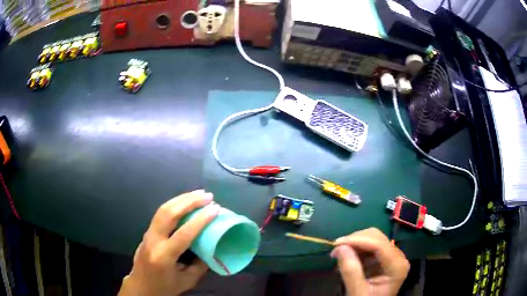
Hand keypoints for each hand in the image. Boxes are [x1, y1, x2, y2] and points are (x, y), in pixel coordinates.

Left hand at [118, 190, 219, 295]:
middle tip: (207, 196)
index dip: (200, 220)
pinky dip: (175, 204)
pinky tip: (185, 202)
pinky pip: (161, 213)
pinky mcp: (148, 231)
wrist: (141, 286)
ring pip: (163, 209)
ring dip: (181, 199)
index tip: (215, 209)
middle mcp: (153, 241)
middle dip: (189, 201)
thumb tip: (212, 247)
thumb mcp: (187, 281)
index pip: (183, 234)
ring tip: (199, 194)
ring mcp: (148, 234)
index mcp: (164, 257)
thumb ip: (200, 265)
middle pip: (168, 214)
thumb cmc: (164, 287)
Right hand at [332, 228, 409, 295]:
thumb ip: (351, 272)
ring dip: (355, 243)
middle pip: (377, 237)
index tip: (336, 243)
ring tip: (339, 254)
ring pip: (374, 238)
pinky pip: (371, 246)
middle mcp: (398, 257)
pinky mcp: (385, 259)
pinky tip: (347, 257)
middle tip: (335, 250)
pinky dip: (357, 249)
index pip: (379, 245)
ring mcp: (393, 257)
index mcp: (397, 266)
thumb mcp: (358, 292)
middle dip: (355, 240)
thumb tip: (340, 247)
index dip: (358, 240)